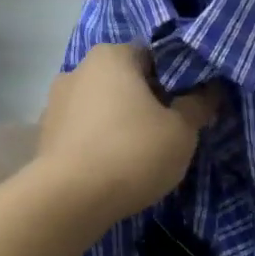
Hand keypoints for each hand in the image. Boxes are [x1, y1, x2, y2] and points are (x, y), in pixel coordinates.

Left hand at [37, 45, 219, 223]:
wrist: (69, 200)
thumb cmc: (132, 153)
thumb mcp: (181, 131)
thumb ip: (198, 105)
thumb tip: (210, 90)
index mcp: (112, 55)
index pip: (153, 56)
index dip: (176, 79)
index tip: (189, 106)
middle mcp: (78, 69)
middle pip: (125, 80)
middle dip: (146, 100)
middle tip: (169, 131)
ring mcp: (55, 102)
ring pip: (101, 106)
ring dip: (120, 122)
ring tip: (140, 153)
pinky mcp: (45, 134)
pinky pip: (83, 130)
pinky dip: (99, 141)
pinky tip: (112, 166)